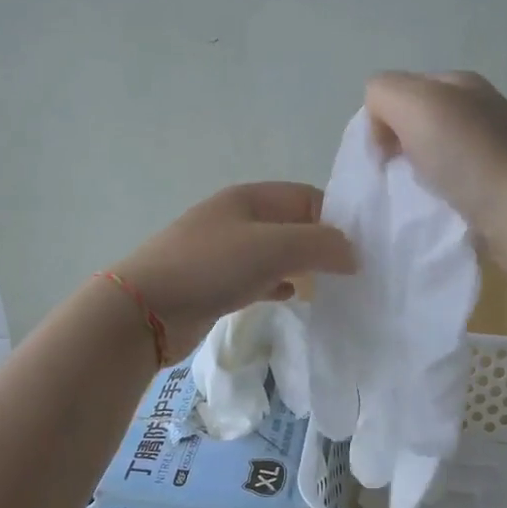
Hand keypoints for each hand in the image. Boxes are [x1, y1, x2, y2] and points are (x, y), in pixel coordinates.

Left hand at [110, 182, 356, 359]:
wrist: (145, 310)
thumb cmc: (210, 267)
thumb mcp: (273, 247)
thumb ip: (320, 244)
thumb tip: (353, 254)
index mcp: (250, 198)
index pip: (307, 197)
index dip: (336, 219)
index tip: (360, 250)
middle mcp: (238, 219)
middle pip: (293, 226)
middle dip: (322, 246)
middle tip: (351, 273)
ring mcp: (224, 252)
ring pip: (276, 254)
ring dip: (303, 268)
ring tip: (330, 288)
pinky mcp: (216, 284)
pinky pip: (258, 279)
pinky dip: (279, 285)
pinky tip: (293, 298)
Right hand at [364, 71, 506, 254]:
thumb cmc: (468, 156)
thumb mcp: (414, 104)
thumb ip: (383, 95)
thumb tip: (381, 128)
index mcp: (461, 84)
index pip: (400, 91)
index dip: (382, 119)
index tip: (383, 154)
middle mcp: (478, 111)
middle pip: (416, 125)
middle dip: (398, 149)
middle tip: (396, 178)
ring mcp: (491, 151)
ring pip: (432, 158)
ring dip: (416, 177)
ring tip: (416, 198)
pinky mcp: (495, 188)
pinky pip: (450, 186)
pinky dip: (437, 198)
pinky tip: (437, 211)